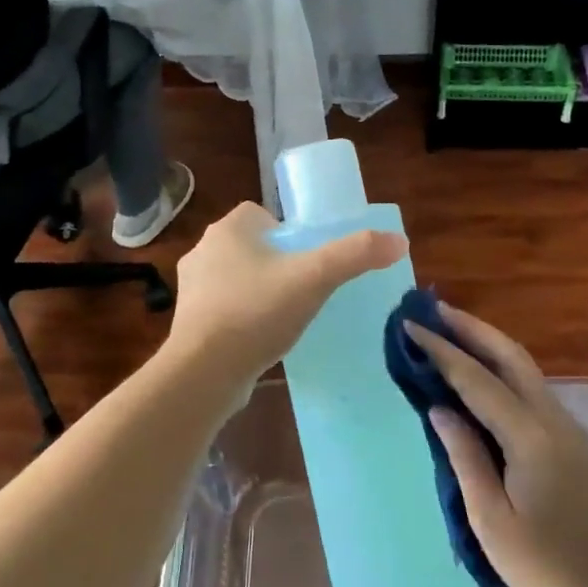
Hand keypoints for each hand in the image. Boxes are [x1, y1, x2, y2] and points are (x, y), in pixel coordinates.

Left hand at [165, 202, 405, 390]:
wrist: (204, 372)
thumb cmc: (256, 312)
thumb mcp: (314, 278)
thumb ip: (355, 255)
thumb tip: (399, 241)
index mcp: (227, 229)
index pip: (260, 214)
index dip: (287, 232)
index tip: (308, 258)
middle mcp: (202, 252)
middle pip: (249, 247)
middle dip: (275, 263)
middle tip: (304, 288)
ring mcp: (191, 289)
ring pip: (234, 279)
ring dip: (257, 292)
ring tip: (284, 316)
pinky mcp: (188, 323)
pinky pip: (223, 311)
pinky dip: (242, 320)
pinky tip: (261, 340)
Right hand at [406, 304, 587, 586]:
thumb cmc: (547, 567)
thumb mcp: (492, 520)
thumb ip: (465, 457)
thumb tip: (439, 409)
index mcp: (529, 436)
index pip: (476, 379)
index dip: (441, 351)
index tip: (410, 326)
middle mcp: (551, 419)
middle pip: (510, 356)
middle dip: (472, 328)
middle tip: (434, 310)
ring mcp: (566, 428)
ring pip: (524, 368)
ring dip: (488, 344)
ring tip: (452, 332)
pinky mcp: (569, 441)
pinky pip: (530, 389)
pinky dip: (501, 369)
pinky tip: (481, 378)